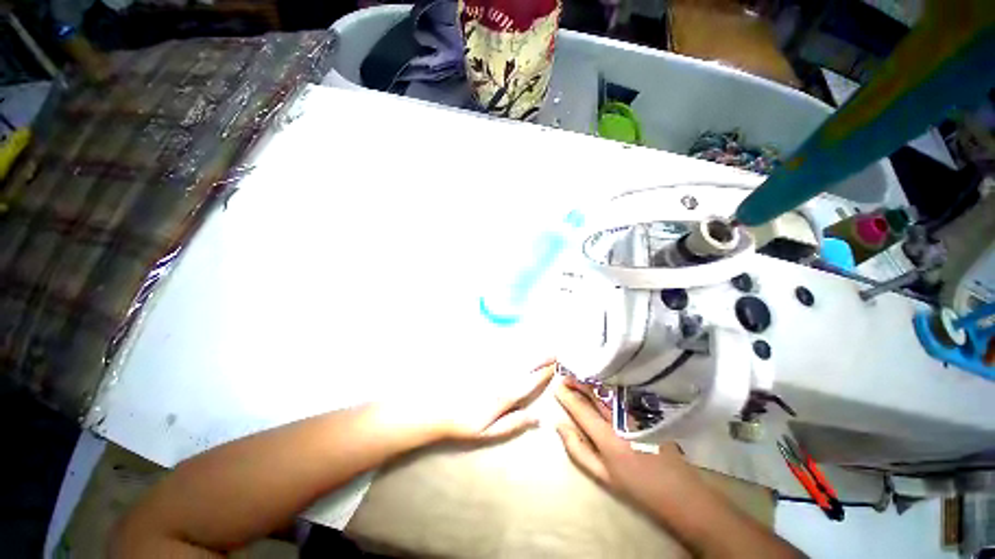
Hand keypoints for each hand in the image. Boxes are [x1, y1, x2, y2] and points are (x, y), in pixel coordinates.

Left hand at [436, 359, 555, 441]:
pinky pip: (500, 351)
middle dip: (541, 358)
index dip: (544, 374)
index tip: (556, 366)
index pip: (530, 381)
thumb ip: (514, 423)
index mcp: (505, 395)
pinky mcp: (481, 362)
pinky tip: (517, 345)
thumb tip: (539, 418)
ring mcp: (490, 367)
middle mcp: (501, 377)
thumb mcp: (489, 432)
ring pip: (514, 355)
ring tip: (541, 347)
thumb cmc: (465, 424)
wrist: (439, 409)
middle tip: (554, 352)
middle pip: (525, 365)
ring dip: (529, 351)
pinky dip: (512, 347)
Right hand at [554, 377, 690, 508]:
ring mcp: (635, 413)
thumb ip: (578, 450)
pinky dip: (607, 384)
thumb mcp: (602, 475)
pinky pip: (622, 392)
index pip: (581, 409)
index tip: (557, 387)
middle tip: (566, 375)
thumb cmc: (636, 486)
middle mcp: (620, 420)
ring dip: (591, 380)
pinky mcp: (646, 410)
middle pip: (594, 393)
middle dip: (578, 381)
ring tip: (579, 375)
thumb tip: (559, 426)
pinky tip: (601, 382)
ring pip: (608, 389)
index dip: (566, 396)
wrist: (678, 490)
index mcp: (607, 438)